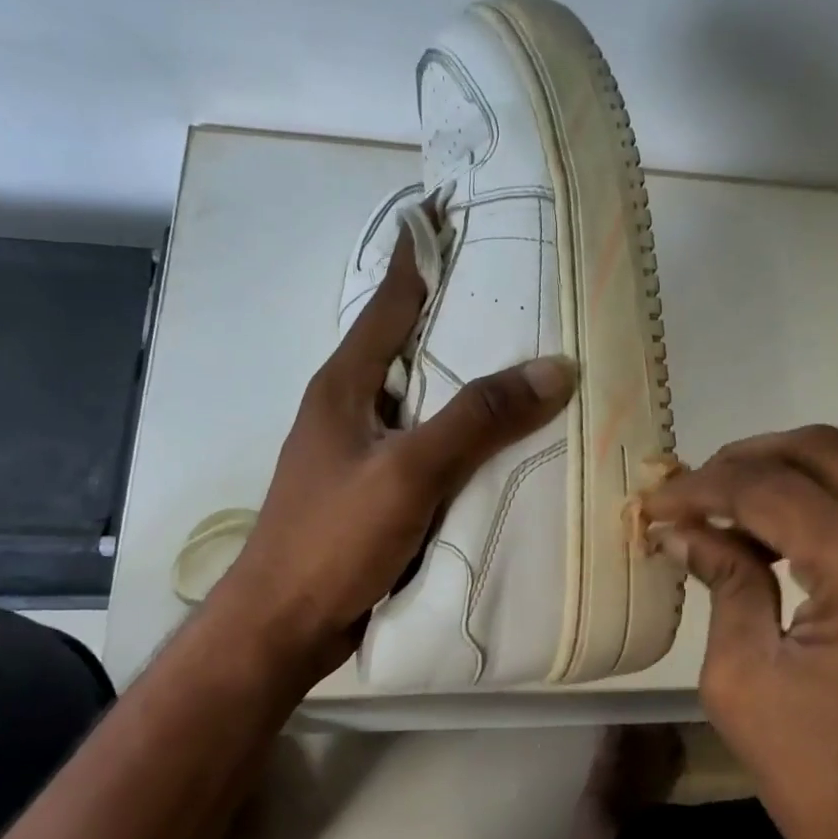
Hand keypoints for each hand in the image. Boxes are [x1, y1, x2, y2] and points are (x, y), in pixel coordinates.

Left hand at [204, 229, 575, 684]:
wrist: (283, 627)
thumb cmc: (333, 539)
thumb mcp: (409, 471)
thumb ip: (477, 419)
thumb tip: (554, 368)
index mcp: (345, 384)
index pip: (391, 300)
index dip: (421, 254)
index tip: (452, 211)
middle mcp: (350, 406)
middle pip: (410, 345)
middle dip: (458, 315)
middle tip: (521, 290)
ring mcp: (360, 450)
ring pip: (423, 398)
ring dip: (464, 379)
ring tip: (525, 360)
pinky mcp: (373, 490)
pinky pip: (427, 444)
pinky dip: (461, 433)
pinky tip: (500, 440)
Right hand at [641, 426, 837, 838]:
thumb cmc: (819, 780)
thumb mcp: (744, 675)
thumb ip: (722, 579)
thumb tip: (684, 527)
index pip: (772, 488)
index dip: (702, 486)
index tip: (653, 502)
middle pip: (825, 451)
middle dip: (746, 460)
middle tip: (690, 492)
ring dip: (784, 479)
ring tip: (722, 511)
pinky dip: (822, 509)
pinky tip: (776, 537)